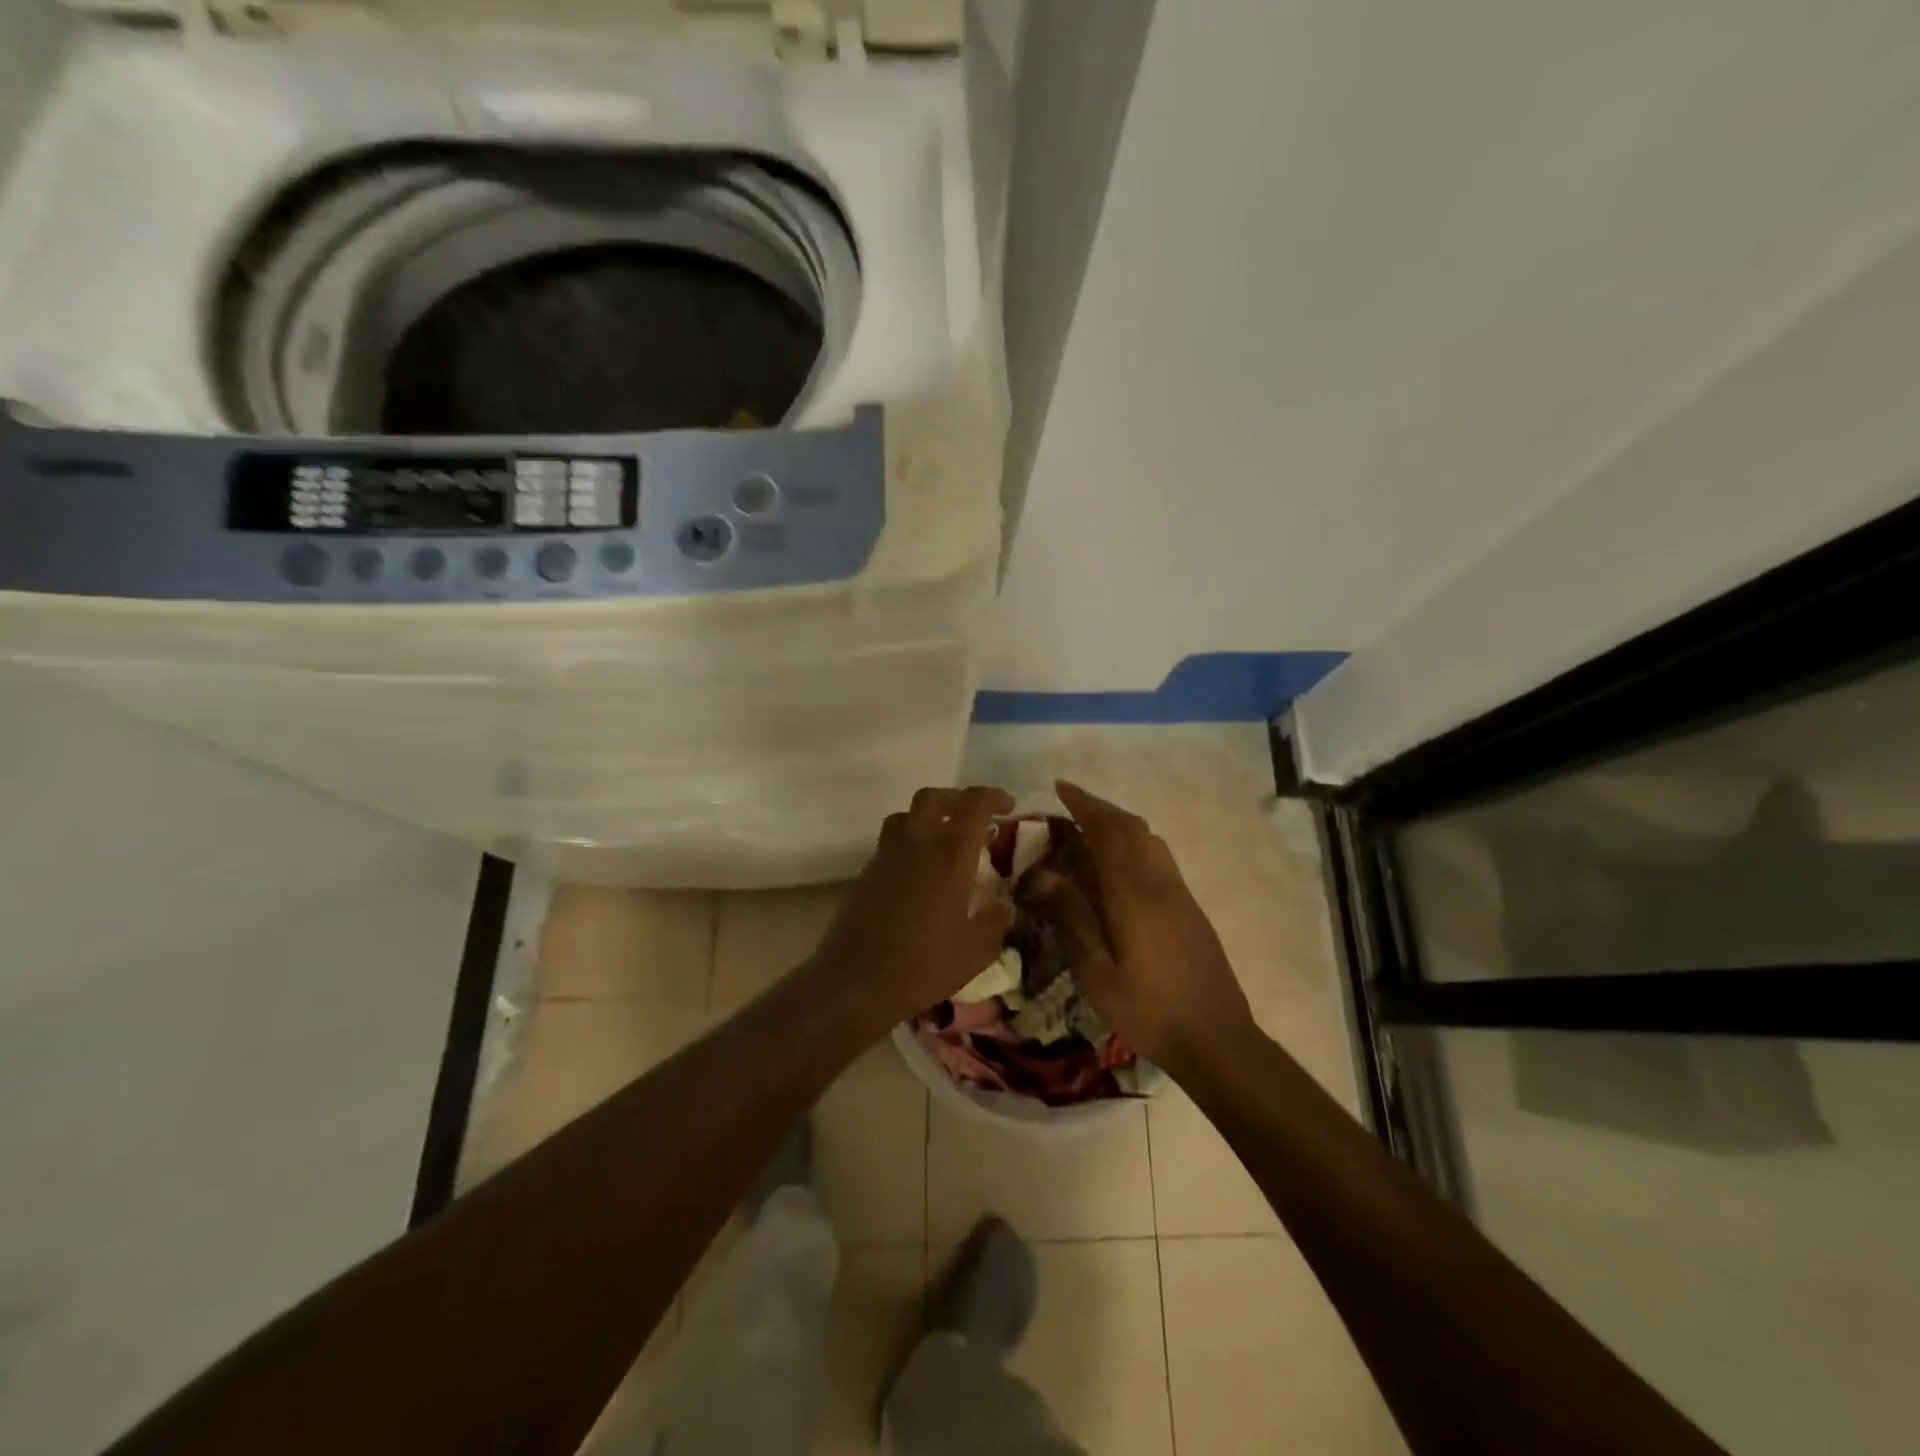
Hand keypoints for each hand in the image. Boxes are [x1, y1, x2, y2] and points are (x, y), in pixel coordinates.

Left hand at [809, 785, 1016, 1033]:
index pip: (974, 804)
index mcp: (950, 854)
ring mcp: (885, 856)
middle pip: (933, 798)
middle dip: (957, 799)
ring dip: (928, 817)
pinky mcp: (865, 874)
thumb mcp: (976, 950)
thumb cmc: (924, 964)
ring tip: (943, 840)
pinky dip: (909, 844)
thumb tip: (1005, 905)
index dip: (994, 797)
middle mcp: (916, 844)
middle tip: (974, 816)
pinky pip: (890, 843)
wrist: (855, 981)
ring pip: (906, 816)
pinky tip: (920, 874)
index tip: (1009, 807)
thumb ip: (996, 921)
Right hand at [1032, 781, 1258, 1078]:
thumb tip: (1046, 876)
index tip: (1060, 788)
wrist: (1217, 1038)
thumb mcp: (1097, 975)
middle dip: (1099, 808)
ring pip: (1149, 839)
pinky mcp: (1189, 906)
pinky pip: (1158, 856)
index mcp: (1134, 896)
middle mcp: (1159, 883)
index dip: (1084, 806)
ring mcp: (1179, 893)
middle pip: (1131, 828)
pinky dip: (1134, 841)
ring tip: (1089, 825)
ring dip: (1119, 823)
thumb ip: (1073, 920)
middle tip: (1068, 802)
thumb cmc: (1149, 1012)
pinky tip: (1118, 861)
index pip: (1108, 834)